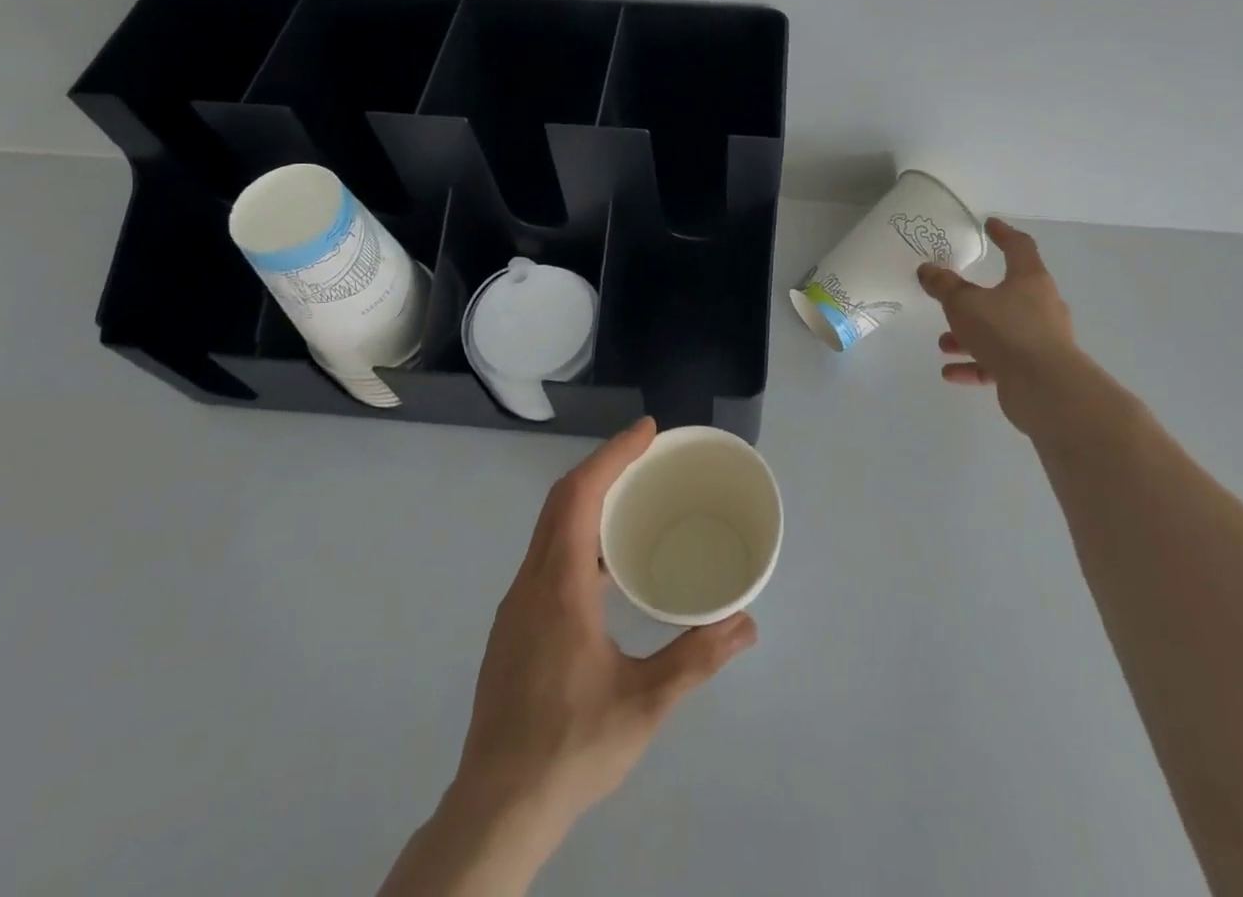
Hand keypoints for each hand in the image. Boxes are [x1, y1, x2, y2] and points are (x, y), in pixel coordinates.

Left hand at [454, 417, 757, 834]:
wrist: (496, 809)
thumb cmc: (571, 747)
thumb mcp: (645, 703)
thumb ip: (697, 658)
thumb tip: (746, 623)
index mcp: (559, 585)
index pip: (580, 494)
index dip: (613, 454)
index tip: (647, 431)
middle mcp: (531, 582)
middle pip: (561, 501)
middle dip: (603, 467)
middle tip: (646, 455)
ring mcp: (517, 606)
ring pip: (549, 529)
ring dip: (588, 501)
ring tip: (632, 501)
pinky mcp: (514, 628)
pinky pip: (546, 556)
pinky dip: (577, 535)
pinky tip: (606, 568)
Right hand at [918, 218, 1089, 437]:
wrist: (1046, 389)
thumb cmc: (1006, 331)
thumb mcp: (964, 303)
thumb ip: (944, 286)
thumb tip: (928, 269)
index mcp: (1030, 280)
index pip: (1019, 247)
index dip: (1002, 234)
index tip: (989, 225)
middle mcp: (1041, 306)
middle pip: (1007, 293)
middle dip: (974, 299)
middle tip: (951, 300)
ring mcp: (1041, 340)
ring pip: (1000, 330)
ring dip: (970, 336)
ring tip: (943, 344)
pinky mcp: (1036, 370)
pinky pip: (1000, 362)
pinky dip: (976, 364)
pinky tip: (951, 373)